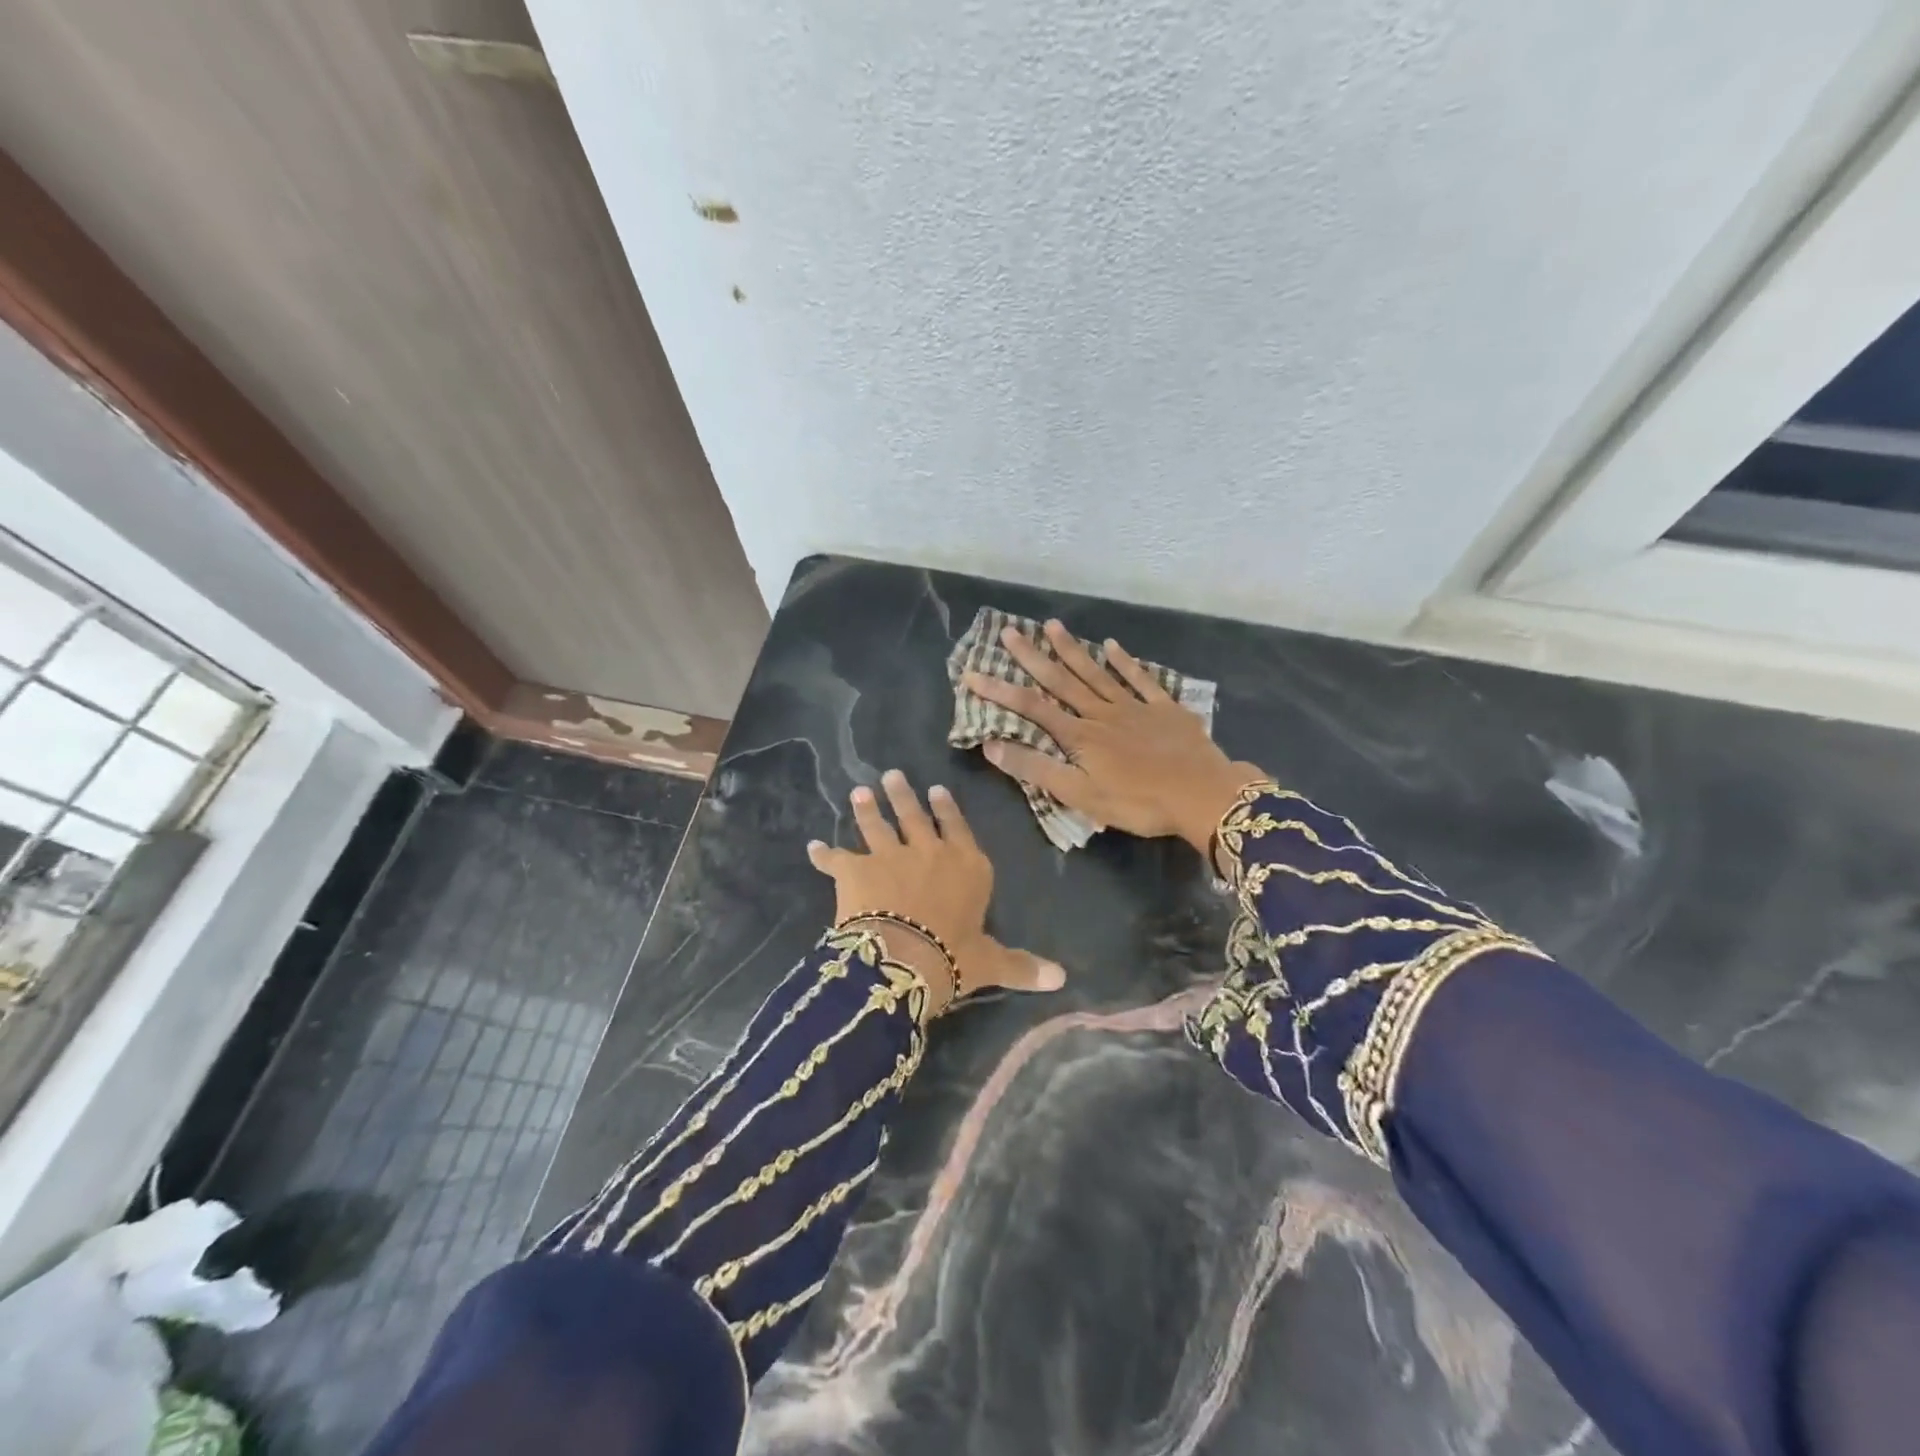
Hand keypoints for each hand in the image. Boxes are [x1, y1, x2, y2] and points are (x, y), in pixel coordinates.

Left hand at [807, 770, 1066, 1014]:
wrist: (903, 958)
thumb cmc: (954, 957)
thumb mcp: (991, 962)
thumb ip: (1021, 966)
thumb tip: (1062, 979)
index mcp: (966, 867)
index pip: (958, 830)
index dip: (948, 809)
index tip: (936, 790)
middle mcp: (929, 852)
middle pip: (915, 817)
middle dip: (903, 795)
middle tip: (892, 774)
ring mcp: (889, 856)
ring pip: (876, 825)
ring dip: (866, 808)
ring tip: (859, 791)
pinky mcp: (855, 869)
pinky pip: (835, 859)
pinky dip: (823, 854)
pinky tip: (813, 847)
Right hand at [964, 620, 1263, 855]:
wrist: (1202, 795)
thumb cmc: (1138, 802)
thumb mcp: (1081, 795)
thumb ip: (1037, 769)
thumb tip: (991, 745)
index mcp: (1080, 736)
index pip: (1031, 709)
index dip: (1000, 692)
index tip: (972, 674)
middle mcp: (1102, 713)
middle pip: (1061, 681)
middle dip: (1032, 657)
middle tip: (1009, 631)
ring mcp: (1135, 707)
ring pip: (1096, 673)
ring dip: (1072, 650)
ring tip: (1051, 625)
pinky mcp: (1164, 709)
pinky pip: (1140, 679)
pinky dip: (1125, 662)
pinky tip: (1112, 646)